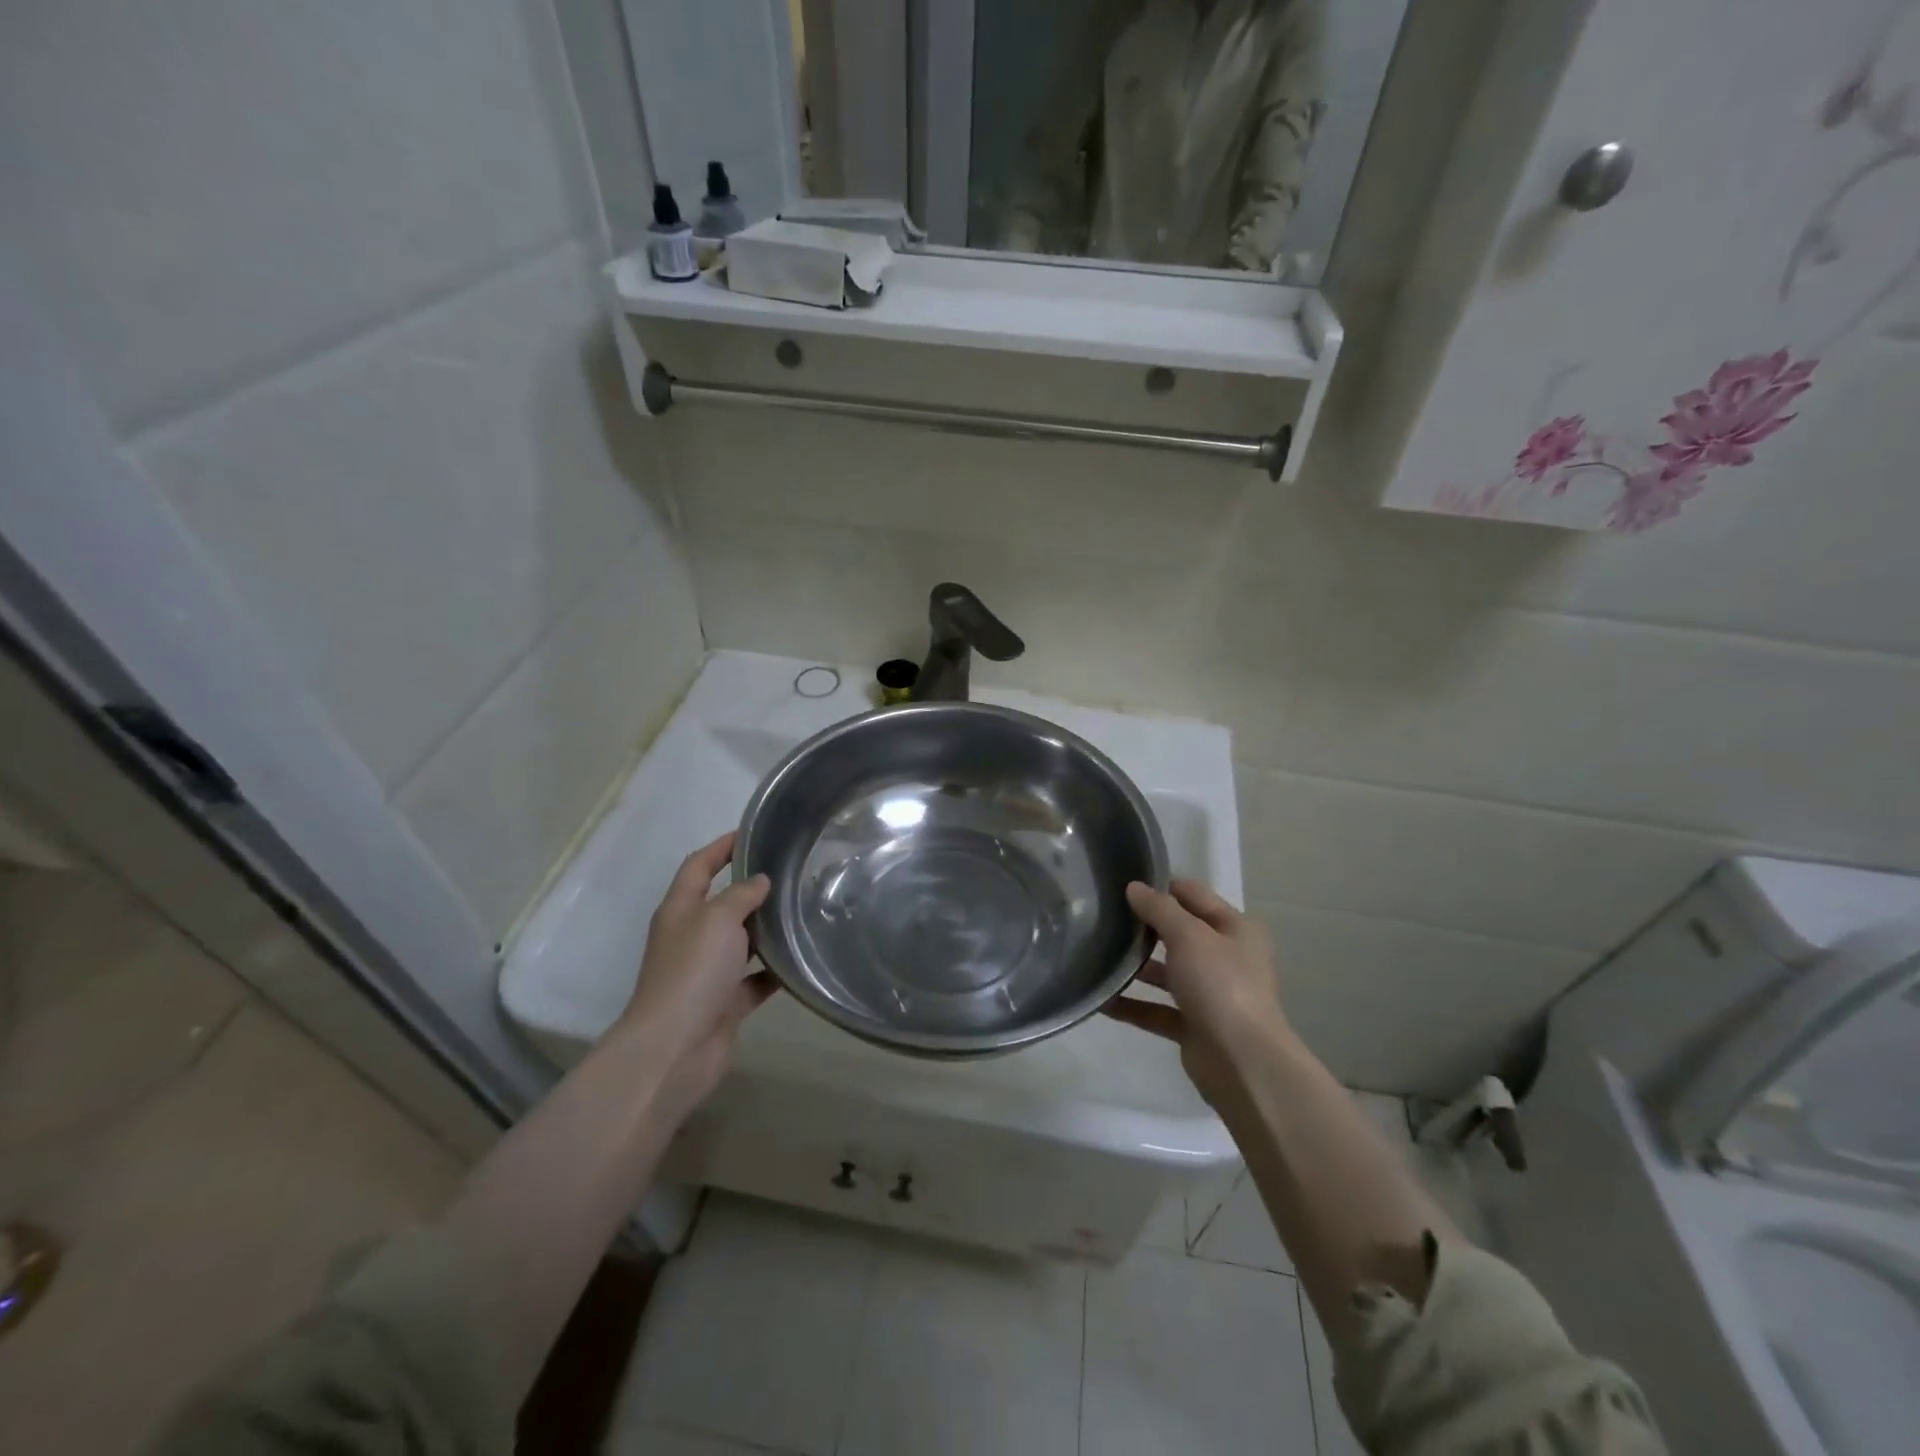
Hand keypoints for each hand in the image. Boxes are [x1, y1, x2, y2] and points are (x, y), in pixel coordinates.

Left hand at [620, 832, 776, 1118]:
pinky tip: (802, 959)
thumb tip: (760, 882)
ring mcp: (707, 972)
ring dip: (766, 930)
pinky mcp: (725, 1002)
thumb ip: (741, 895)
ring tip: (803, 911)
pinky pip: (754, 979)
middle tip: (792, 872)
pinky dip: (774, 971)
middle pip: (722, 903)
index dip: (722, 847)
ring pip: (741, 942)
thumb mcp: (718, 919)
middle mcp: (691, 937)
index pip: (699, 866)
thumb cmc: (692, 971)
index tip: (752, 832)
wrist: (675, 1048)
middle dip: (752, 888)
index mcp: (680, 910)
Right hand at [1103, 879, 1292, 1111]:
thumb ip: (1159, 909)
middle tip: (1103, 916)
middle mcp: (1226, 958)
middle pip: (1179, 933)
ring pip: (1167, 972)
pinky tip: (1101, 999)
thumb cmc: (1220, 984)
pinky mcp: (1194, 1026)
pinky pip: (1157, 1009)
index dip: (1161, 887)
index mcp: (1236, 929)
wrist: (1242, 1062)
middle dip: (1144, 927)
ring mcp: (1210, 994)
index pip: (1194, 896)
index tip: (1122, 884)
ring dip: (1136, 966)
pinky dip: (1132, 1005)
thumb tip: (1134, 887)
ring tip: (1096, 954)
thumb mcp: (1189, 935)